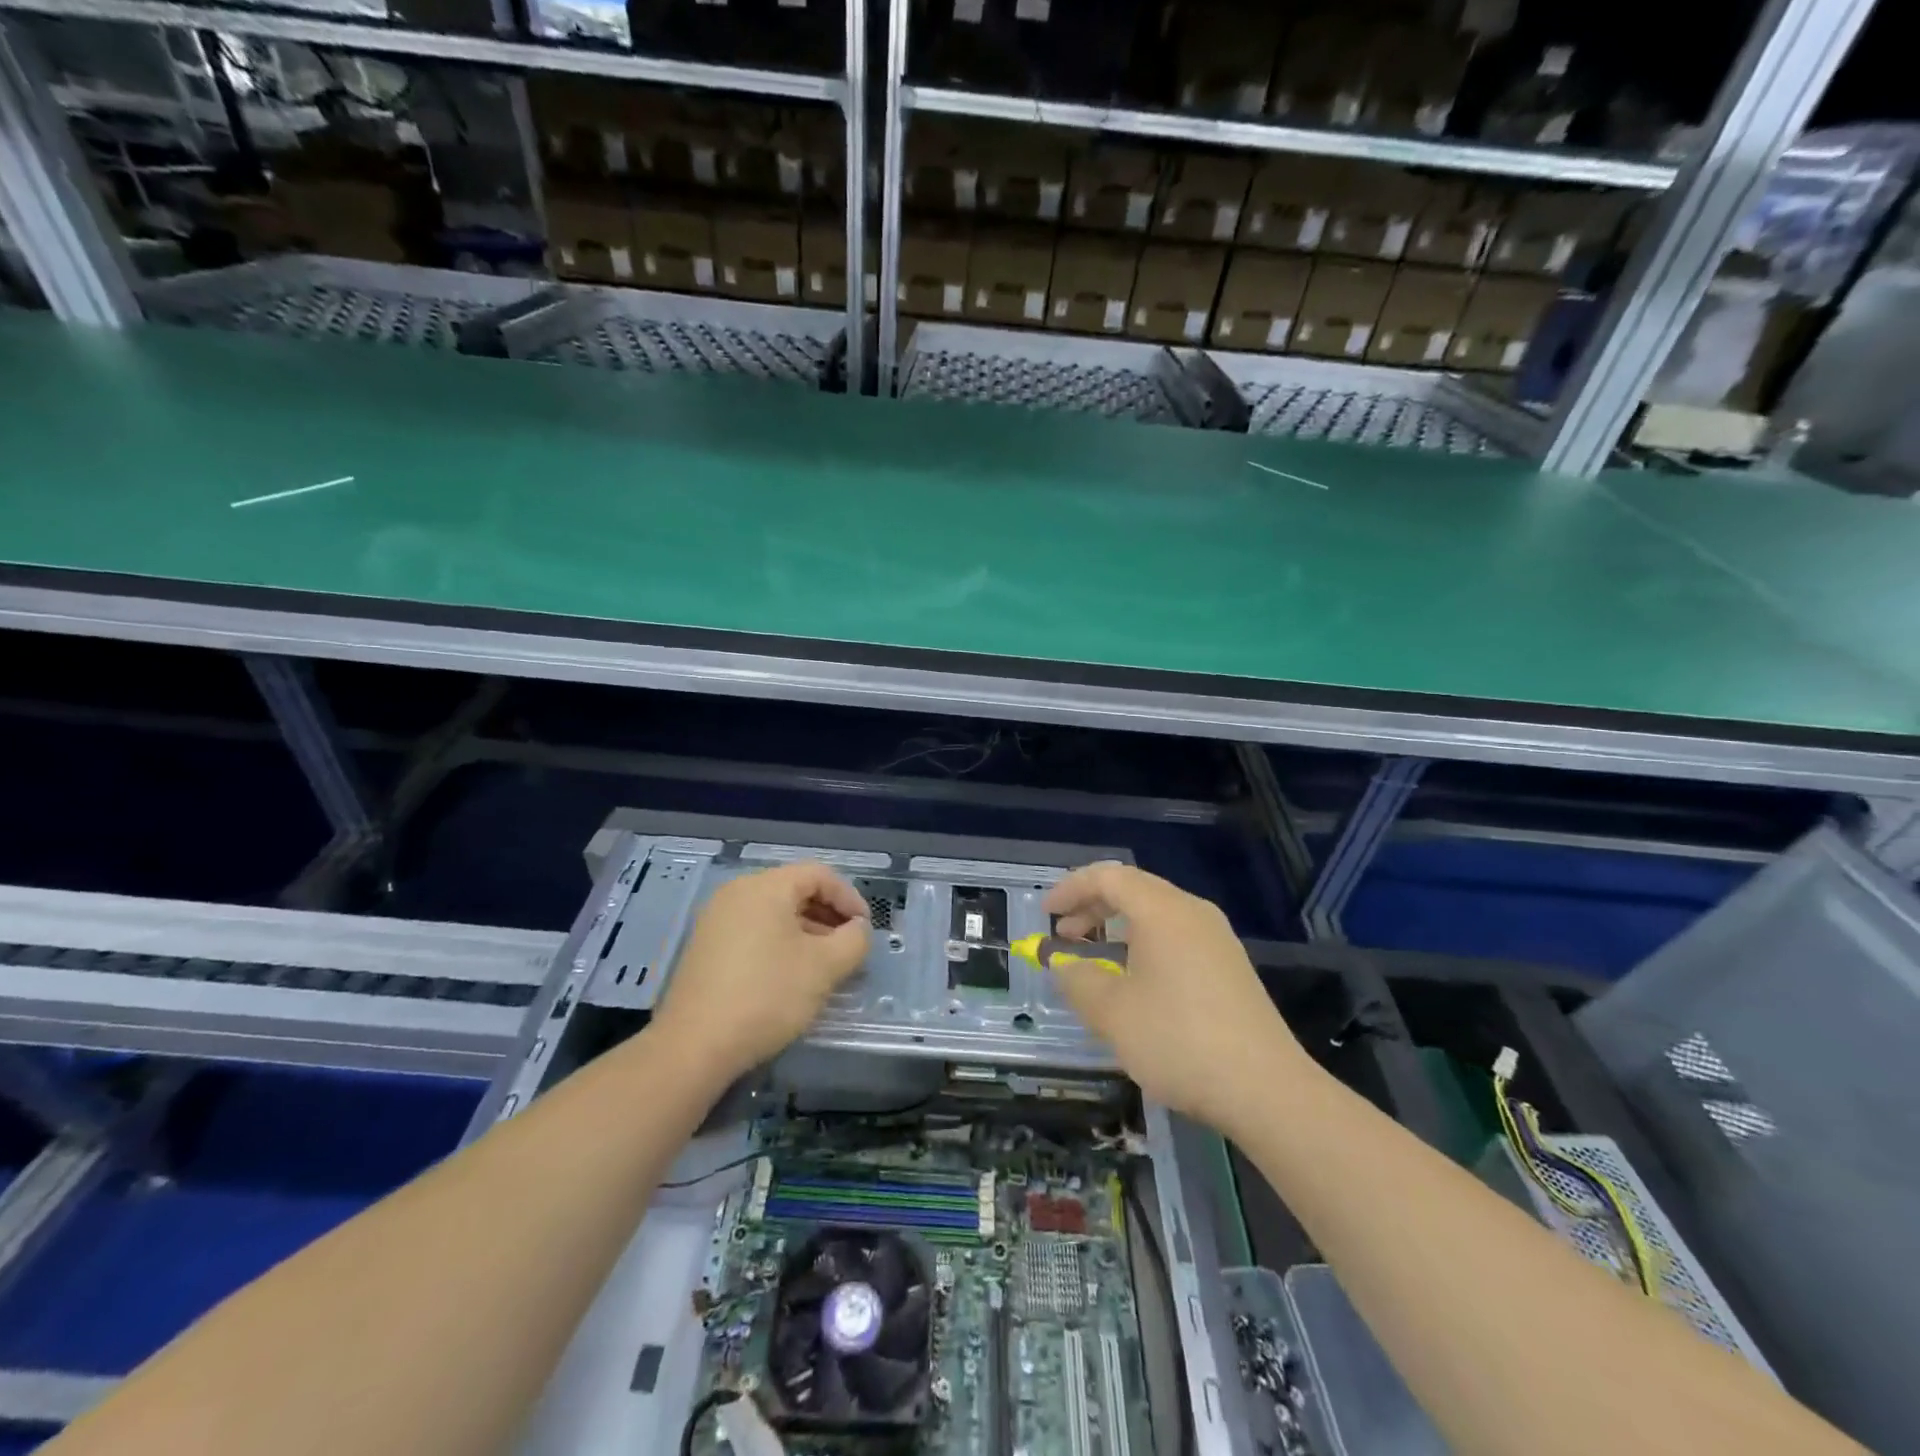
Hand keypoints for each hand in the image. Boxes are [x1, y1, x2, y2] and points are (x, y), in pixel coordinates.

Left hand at [653, 863, 870, 1079]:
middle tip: (849, 947)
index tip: (865, 930)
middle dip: (829, 916)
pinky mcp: (706, 947)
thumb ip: (854, 940)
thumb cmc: (767, 995)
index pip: (819, 874)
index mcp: (765, 886)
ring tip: (826, 964)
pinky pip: (754, 931)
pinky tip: (792, 975)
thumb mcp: (825, 967)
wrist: (695, 1046)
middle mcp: (737, 893)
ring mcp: (716, 920)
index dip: (850, 898)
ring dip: (807, 932)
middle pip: (795, 890)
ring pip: (775, 913)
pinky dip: (780, 943)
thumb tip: (858, 929)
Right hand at [1045, 862, 1311, 1132]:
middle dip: (1093, 907)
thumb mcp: (1112, 1012)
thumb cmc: (1179, 1041)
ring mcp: (1216, 939)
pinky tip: (1134, 982)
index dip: (1071, 889)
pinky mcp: (1229, 967)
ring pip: (1156, 915)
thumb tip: (1063, 964)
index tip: (1046, 914)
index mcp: (1163, 911)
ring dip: (1118, 927)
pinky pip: (1176, 937)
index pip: (1109, 877)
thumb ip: (1078, 980)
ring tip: (1093, 959)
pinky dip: (1143, 944)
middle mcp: (1192, 913)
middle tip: (1064, 935)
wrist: (1267, 1090)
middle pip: (1134, 890)